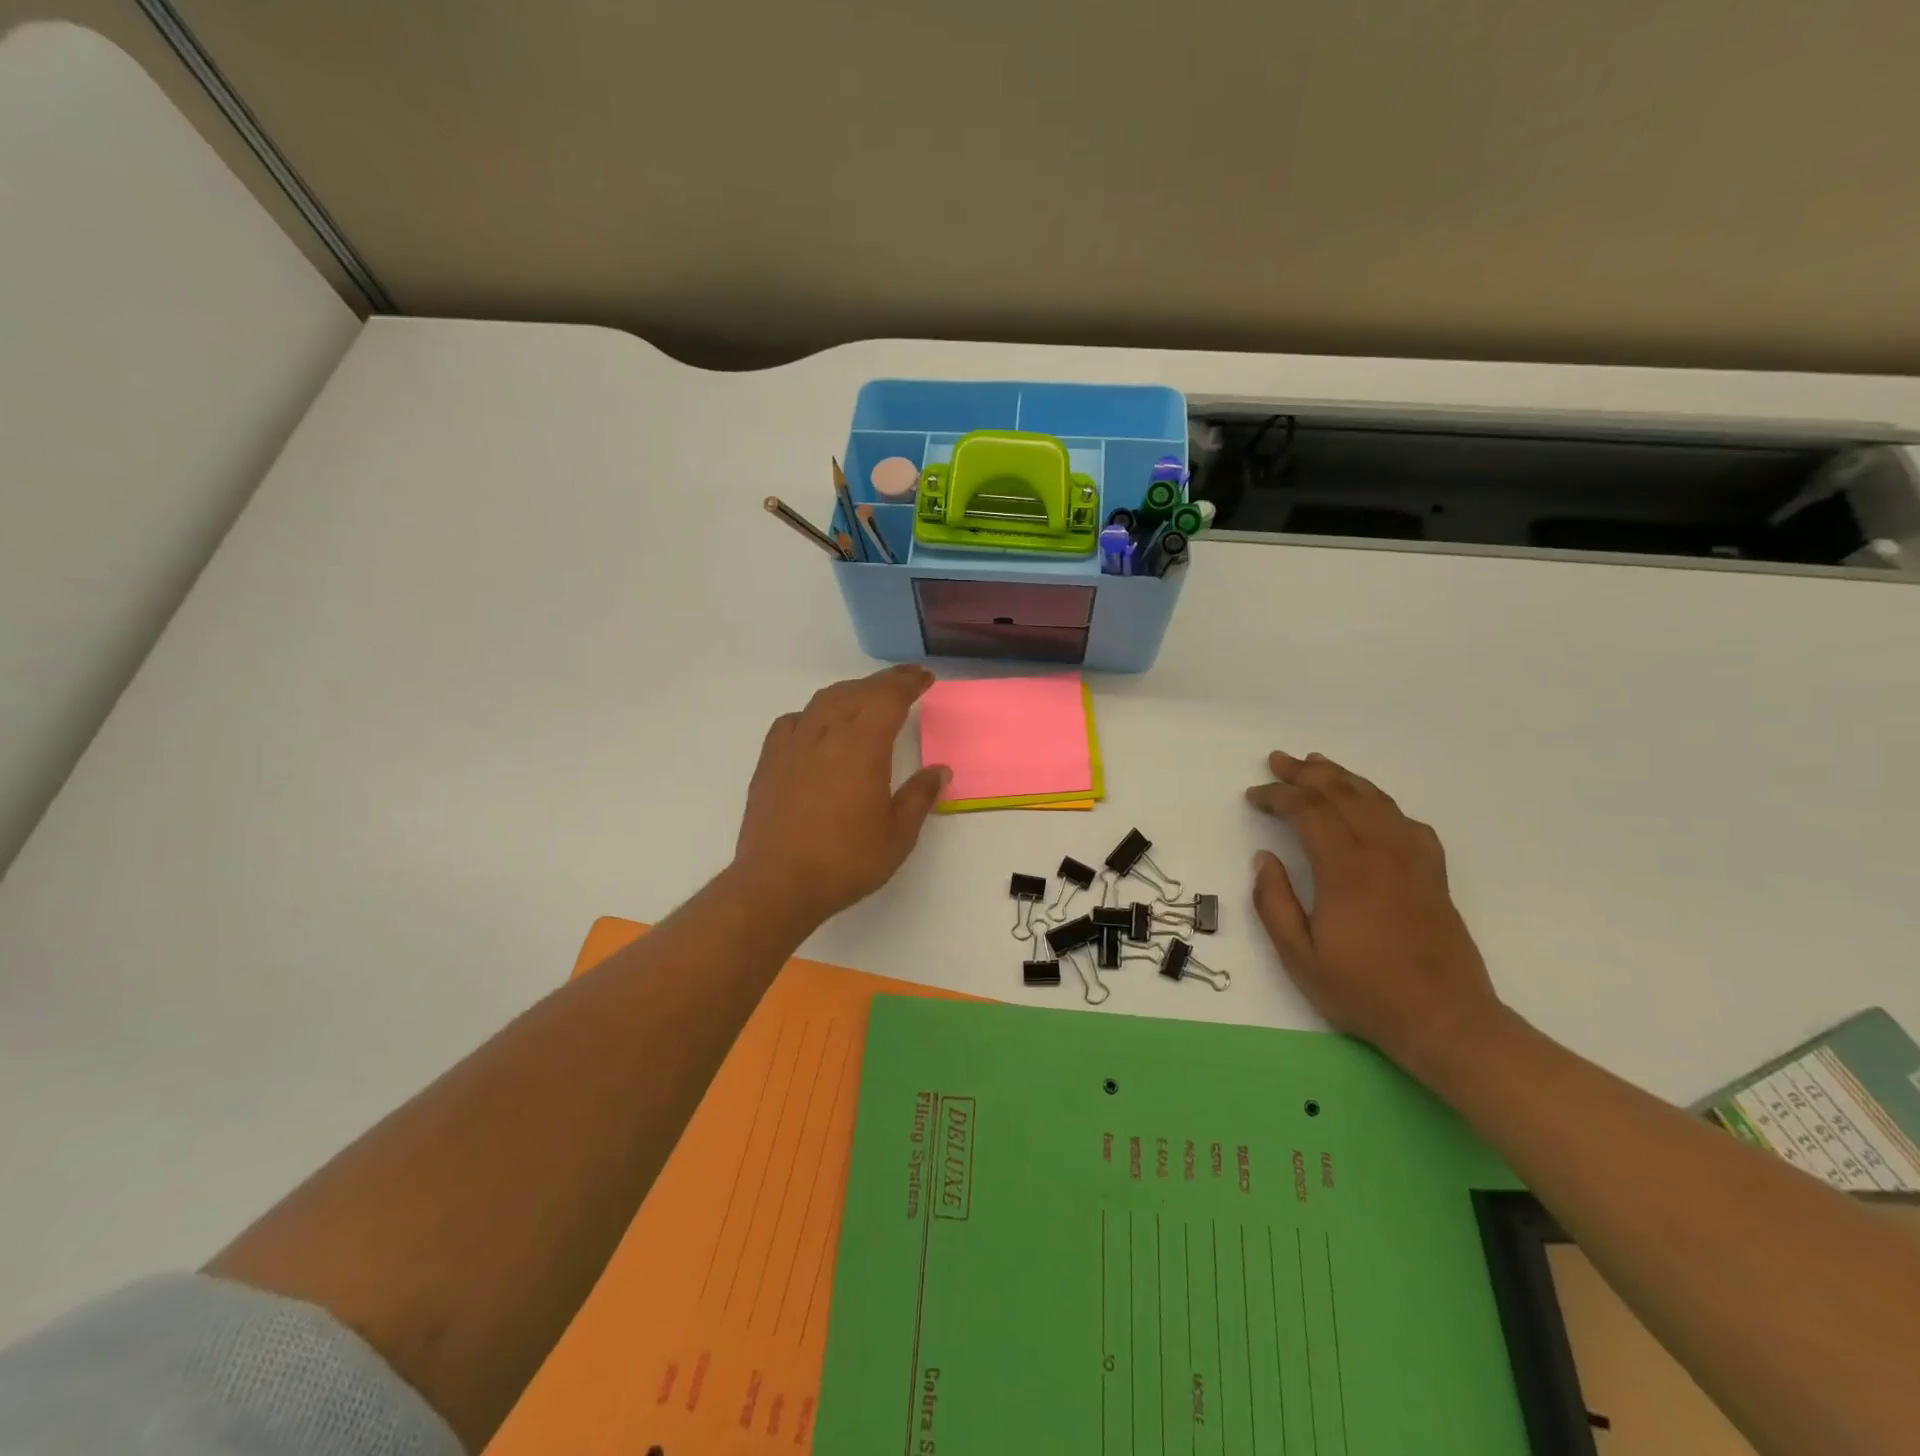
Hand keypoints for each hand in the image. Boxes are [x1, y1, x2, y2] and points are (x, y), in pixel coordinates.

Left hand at [731, 665, 949, 928]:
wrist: (778, 883)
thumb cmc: (846, 861)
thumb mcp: (898, 834)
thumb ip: (919, 796)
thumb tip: (939, 770)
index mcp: (862, 746)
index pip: (888, 698)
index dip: (908, 682)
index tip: (924, 678)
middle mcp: (826, 734)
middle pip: (857, 692)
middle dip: (884, 682)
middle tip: (904, 682)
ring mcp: (793, 745)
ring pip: (824, 701)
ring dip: (850, 692)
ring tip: (866, 698)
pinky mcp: (770, 761)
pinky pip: (793, 721)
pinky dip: (813, 714)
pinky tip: (817, 727)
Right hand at [1245, 751, 1503, 1075]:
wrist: (1446, 1020)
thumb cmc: (1364, 991)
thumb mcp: (1299, 957)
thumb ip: (1274, 903)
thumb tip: (1263, 858)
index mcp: (1345, 870)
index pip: (1307, 811)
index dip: (1277, 796)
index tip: (1254, 795)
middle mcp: (1381, 853)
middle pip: (1342, 794)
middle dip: (1305, 773)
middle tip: (1278, 761)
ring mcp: (1413, 861)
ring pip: (1376, 801)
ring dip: (1343, 778)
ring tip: (1318, 764)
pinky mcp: (1434, 875)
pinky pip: (1408, 823)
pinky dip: (1383, 804)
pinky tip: (1373, 808)